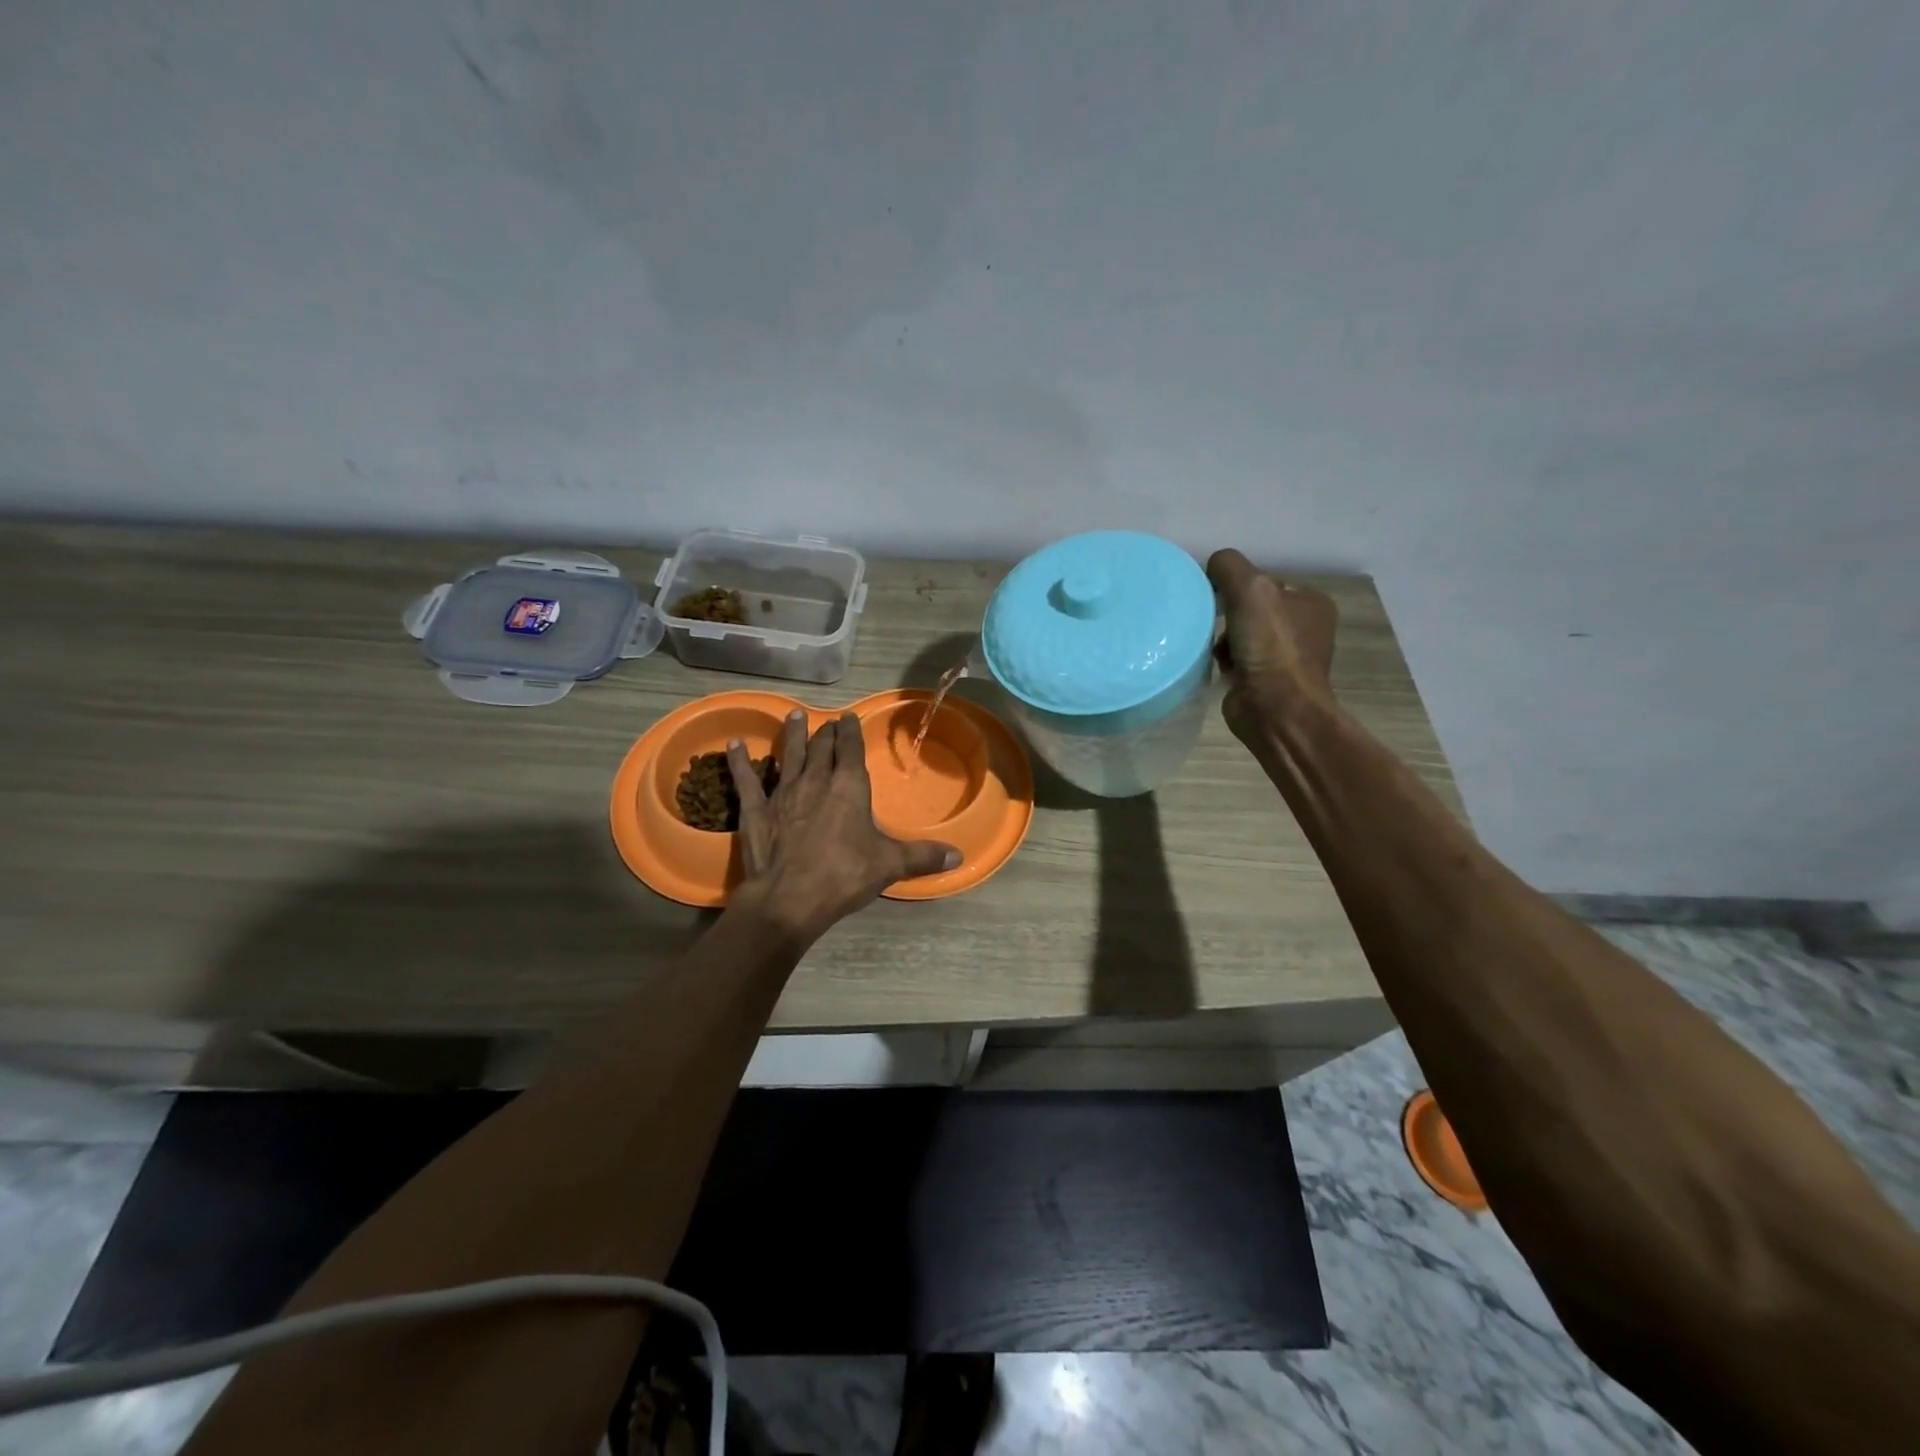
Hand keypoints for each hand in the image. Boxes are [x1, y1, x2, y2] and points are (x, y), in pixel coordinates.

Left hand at [726, 710, 960, 943]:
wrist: (789, 898)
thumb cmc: (844, 875)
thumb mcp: (890, 865)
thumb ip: (923, 856)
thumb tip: (960, 854)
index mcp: (849, 788)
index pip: (851, 750)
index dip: (850, 732)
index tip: (848, 717)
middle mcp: (816, 782)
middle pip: (820, 748)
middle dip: (825, 732)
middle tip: (826, 721)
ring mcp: (782, 793)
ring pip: (788, 756)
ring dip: (791, 736)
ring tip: (792, 716)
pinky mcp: (755, 810)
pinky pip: (746, 780)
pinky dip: (740, 761)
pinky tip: (733, 744)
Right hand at [1206, 549, 1339, 745]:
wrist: (1275, 709)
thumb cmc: (1270, 646)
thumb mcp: (1251, 589)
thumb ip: (1229, 566)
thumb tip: (1212, 565)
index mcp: (1312, 602)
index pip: (1265, 580)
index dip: (1238, 585)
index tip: (1219, 598)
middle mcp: (1303, 628)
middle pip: (1251, 607)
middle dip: (1228, 614)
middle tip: (1212, 622)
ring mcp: (1285, 657)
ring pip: (1240, 633)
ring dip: (1222, 638)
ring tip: (1215, 648)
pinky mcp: (1265, 681)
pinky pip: (1236, 659)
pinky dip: (1223, 660)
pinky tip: (1218, 665)